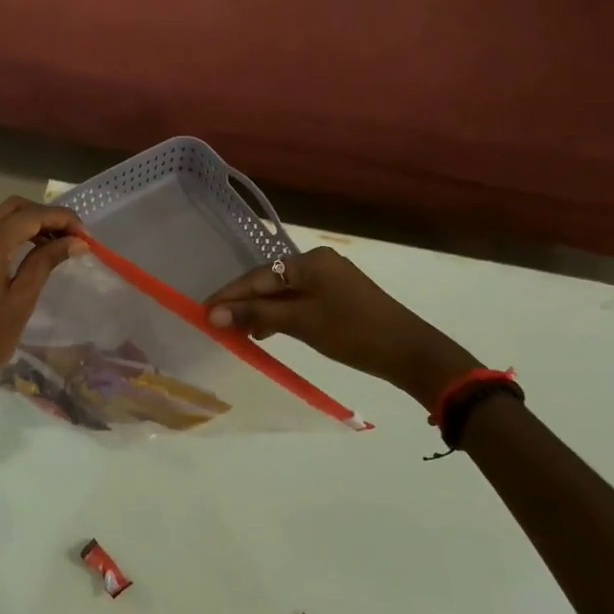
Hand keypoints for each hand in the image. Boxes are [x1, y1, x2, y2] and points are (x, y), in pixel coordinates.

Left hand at [0, 197, 86, 419]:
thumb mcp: (22, 301)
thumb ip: (46, 262)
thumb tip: (76, 241)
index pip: (31, 215)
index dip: (61, 219)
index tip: (85, 235)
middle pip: (11, 207)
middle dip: (43, 216)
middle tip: (69, 239)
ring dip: (22, 222)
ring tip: (46, 246)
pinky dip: (1, 232)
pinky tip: (16, 254)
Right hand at [204, 246, 479, 405]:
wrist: (410, 352)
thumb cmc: (352, 333)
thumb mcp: (300, 323)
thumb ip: (256, 315)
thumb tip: (214, 313)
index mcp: (309, 261)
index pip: (257, 276)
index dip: (229, 295)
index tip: (203, 311)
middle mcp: (318, 262)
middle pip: (269, 281)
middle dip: (243, 302)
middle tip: (217, 323)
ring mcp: (330, 279)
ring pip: (283, 292)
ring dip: (260, 310)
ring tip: (239, 331)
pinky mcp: (339, 296)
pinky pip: (299, 300)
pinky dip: (281, 314)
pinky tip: (268, 330)